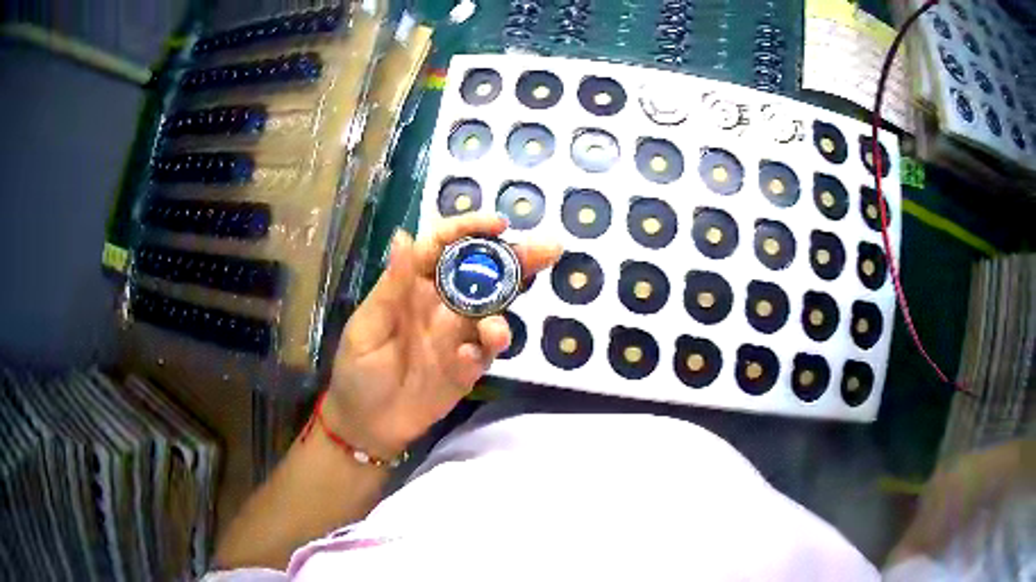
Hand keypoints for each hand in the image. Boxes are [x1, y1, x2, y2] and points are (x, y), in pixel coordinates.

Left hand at [325, 214, 561, 458]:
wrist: (367, 425)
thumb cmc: (358, 370)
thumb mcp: (367, 326)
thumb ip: (392, 285)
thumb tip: (404, 234)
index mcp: (413, 285)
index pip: (445, 246)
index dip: (470, 230)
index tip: (500, 225)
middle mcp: (442, 304)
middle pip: (482, 273)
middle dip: (516, 258)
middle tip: (550, 249)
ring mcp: (459, 336)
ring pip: (493, 310)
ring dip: (503, 313)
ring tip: (494, 330)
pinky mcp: (468, 367)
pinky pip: (485, 352)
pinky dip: (484, 351)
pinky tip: (468, 358)